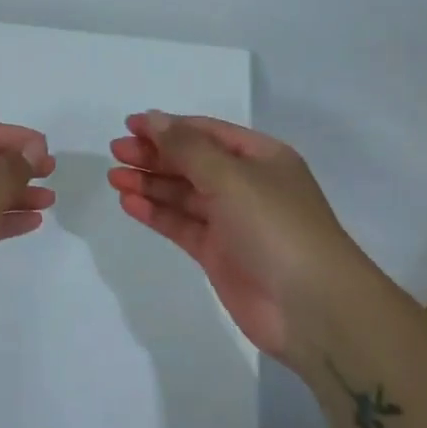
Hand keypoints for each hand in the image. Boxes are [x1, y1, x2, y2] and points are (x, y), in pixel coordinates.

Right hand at [108, 111, 356, 359]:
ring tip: (114, 178)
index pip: (207, 132)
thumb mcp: (231, 177)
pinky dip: (156, 213)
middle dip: (155, 155)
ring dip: (150, 184)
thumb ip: (187, 148)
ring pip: (184, 194)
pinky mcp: (219, 254)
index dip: (169, 126)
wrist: (312, 308)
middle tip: (116, 152)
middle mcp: (247, 185)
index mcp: (261, 157)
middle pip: (192, 162)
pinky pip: (182, 225)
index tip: (130, 125)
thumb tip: (153, 119)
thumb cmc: (276, 227)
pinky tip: (129, 203)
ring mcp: (233, 221)